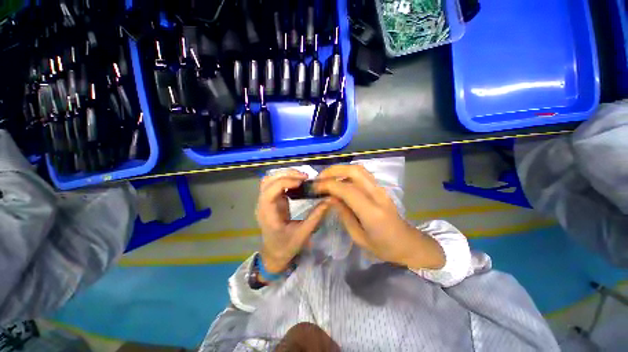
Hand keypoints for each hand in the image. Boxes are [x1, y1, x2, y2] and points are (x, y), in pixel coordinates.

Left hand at [256, 170, 330, 273]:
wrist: (274, 254)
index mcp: (268, 214)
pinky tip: (296, 182)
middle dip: (287, 175)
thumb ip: (316, 216)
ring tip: (301, 177)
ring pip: (269, 180)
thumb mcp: (303, 233)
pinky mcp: (271, 201)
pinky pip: (274, 184)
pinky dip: (284, 179)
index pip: (270, 191)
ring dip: (285, 175)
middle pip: (268, 181)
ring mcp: (265, 202)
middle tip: (305, 176)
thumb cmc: (286, 246)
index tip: (302, 181)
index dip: (285, 182)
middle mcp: (263, 205)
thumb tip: (329, 200)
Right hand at [314, 165, 444, 269]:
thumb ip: (344, 214)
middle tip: (319, 178)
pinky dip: (347, 173)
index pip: (347, 189)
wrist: (408, 243)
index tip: (315, 187)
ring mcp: (380, 189)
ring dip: (340, 169)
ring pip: (358, 169)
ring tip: (326, 178)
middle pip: (354, 171)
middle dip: (333, 171)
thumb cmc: (383, 247)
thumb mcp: (358, 237)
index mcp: (372, 212)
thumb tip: (330, 198)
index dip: (328, 185)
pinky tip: (339, 181)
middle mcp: (377, 195)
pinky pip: (361, 174)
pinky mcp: (380, 188)